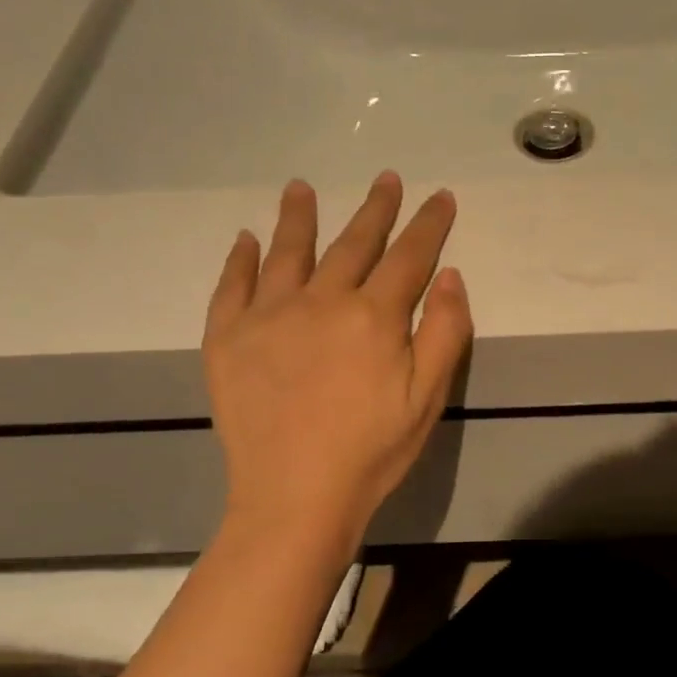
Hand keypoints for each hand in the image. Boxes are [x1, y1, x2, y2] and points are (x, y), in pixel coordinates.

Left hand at [203, 173, 472, 559]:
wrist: (294, 497)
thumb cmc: (372, 451)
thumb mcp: (428, 397)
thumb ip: (446, 331)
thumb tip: (449, 275)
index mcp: (373, 315)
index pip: (409, 255)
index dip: (428, 224)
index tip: (440, 197)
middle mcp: (320, 301)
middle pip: (353, 243)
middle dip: (375, 209)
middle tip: (385, 179)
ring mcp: (268, 316)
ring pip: (288, 252)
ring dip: (298, 217)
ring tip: (301, 188)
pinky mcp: (227, 339)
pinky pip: (232, 287)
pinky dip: (239, 260)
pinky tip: (246, 240)